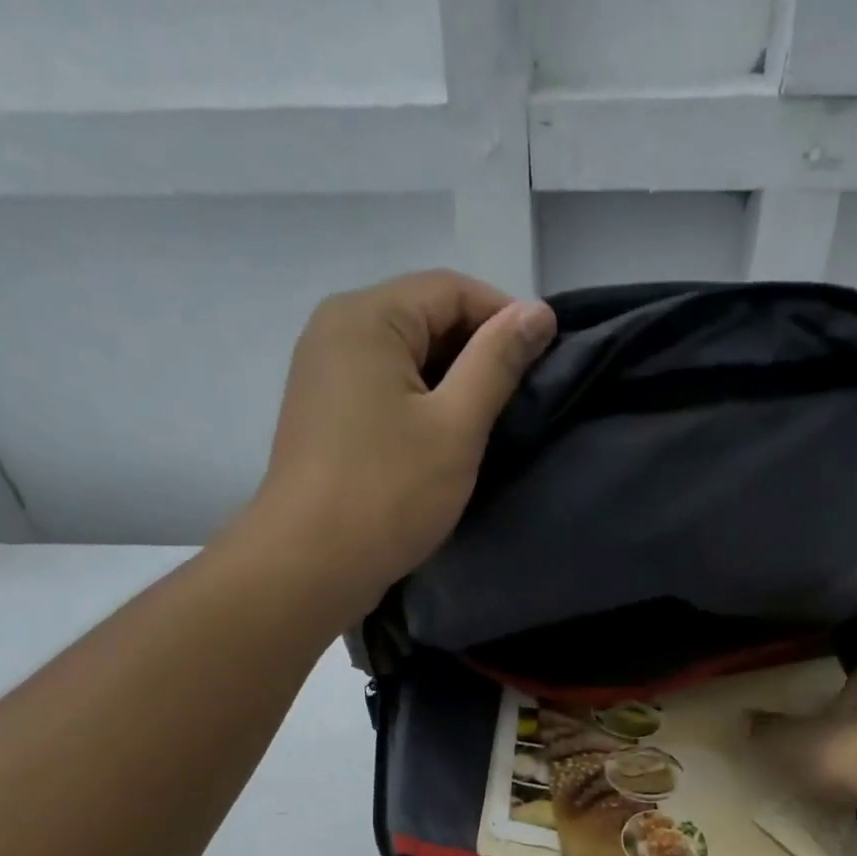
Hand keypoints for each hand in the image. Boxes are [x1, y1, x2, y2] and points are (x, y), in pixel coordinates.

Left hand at [234, 269, 556, 617]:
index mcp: (367, 317)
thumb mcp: (456, 425)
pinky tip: (444, 442)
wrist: (310, 565)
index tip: (546, 362)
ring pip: (406, 358)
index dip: (505, 318)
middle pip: (425, 318)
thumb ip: (498, 362)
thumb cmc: (388, 493)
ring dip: (452, 384)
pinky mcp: (325, 414)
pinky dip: (421, 404)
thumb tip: (538, 311)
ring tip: (487, 426)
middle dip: (478, 353)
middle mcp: (337, 329)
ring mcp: (324, 373)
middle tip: (520, 401)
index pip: (451, 290)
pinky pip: (384, 388)